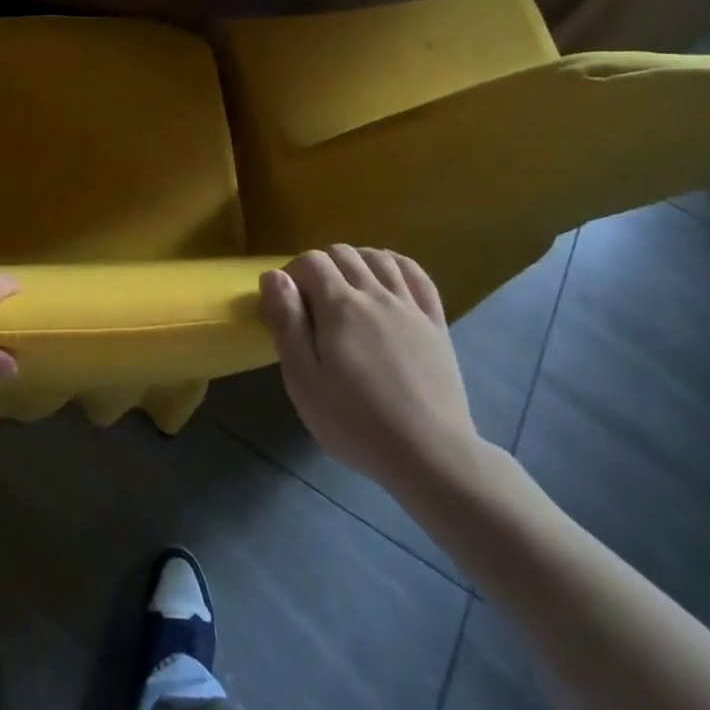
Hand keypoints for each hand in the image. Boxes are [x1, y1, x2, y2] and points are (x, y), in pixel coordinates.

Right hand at [259, 246, 487, 501]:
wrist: (430, 455)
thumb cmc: (355, 422)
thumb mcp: (303, 380)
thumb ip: (286, 323)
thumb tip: (273, 276)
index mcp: (340, 306)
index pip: (310, 261)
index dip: (291, 273)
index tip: (285, 304)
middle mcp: (375, 294)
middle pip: (343, 253)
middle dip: (319, 266)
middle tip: (310, 301)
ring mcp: (409, 306)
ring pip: (379, 258)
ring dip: (355, 261)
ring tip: (345, 286)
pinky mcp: (435, 323)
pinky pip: (416, 275)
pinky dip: (395, 265)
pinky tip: (385, 278)